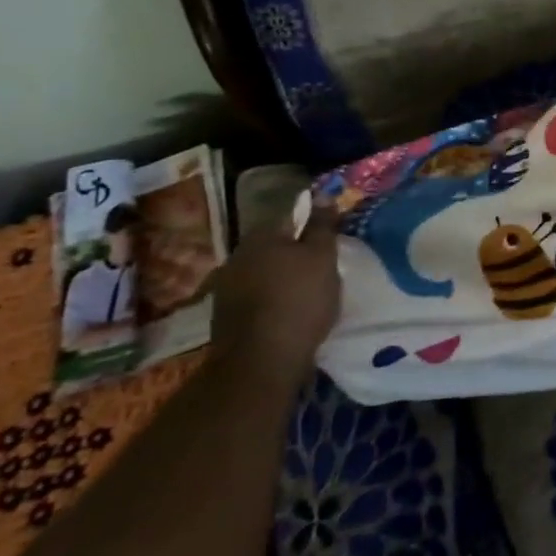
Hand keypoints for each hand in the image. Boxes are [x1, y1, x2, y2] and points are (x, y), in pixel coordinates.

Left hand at [208, 205, 341, 392]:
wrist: (260, 361)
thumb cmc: (299, 300)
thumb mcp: (323, 258)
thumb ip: (322, 226)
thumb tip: (321, 194)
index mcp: (262, 235)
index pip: (291, 216)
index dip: (313, 225)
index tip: (330, 238)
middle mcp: (238, 255)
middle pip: (275, 245)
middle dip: (295, 252)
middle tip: (322, 265)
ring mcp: (226, 286)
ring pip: (263, 270)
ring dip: (282, 276)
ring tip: (307, 290)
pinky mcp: (225, 315)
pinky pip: (255, 295)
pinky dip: (271, 297)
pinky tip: (287, 310)